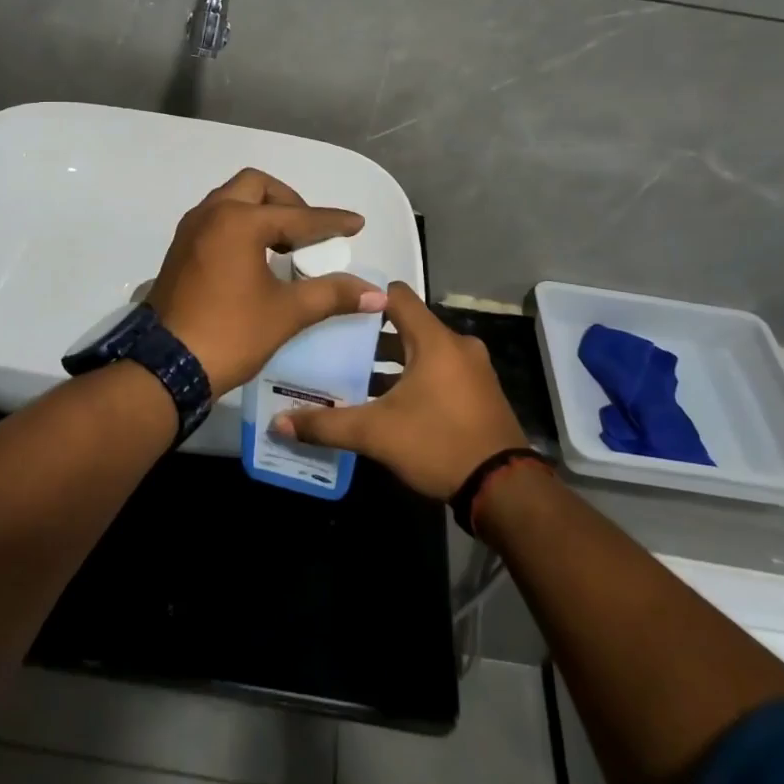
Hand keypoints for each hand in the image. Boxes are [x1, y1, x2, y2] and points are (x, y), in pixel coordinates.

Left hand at [147, 168, 386, 394]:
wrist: (166, 367)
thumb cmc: (231, 333)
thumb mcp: (287, 313)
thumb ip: (332, 294)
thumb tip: (376, 294)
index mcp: (239, 222)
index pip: (297, 216)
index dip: (330, 221)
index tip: (356, 224)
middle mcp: (212, 214)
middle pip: (256, 186)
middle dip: (288, 201)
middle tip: (308, 231)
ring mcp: (190, 230)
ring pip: (231, 200)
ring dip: (261, 211)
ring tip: (285, 243)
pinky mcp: (179, 249)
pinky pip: (216, 219)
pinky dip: (240, 225)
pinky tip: (255, 256)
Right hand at [273, 282, 527, 499]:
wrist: (504, 488)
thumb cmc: (438, 443)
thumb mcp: (377, 434)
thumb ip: (327, 424)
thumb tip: (279, 422)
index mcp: (434, 340)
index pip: (397, 295)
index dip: (366, 297)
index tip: (336, 309)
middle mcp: (457, 345)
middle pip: (407, 325)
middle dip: (372, 336)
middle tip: (336, 347)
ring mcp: (473, 369)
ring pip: (423, 351)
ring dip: (393, 361)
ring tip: (357, 378)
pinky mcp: (479, 392)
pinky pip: (440, 370)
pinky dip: (415, 377)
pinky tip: (390, 403)